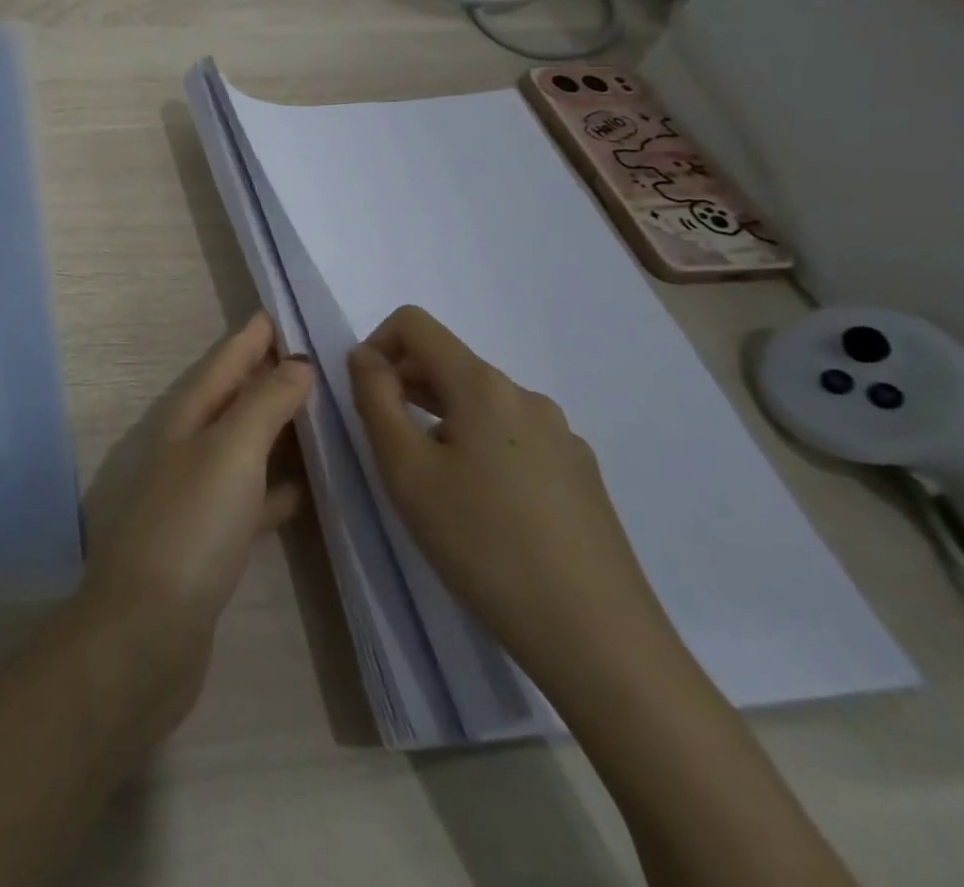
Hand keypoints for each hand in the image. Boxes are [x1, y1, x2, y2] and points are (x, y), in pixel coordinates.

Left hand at [78, 313, 311, 709]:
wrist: (148, 631)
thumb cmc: (190, 528)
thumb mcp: (229, 453)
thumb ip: (263, 404)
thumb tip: (296, 361)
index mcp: (187, 420)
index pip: (223, 364)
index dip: (248, 338)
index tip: (275, 312)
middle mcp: (189, 449)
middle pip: (232, 401)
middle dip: (264, 375)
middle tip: (310, 357)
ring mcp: (200, 496)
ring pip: (244, 447)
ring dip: (275, 428)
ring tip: (319, 413)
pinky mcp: (214, 542)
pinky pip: (253, 498)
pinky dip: (278, 487)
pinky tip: (305, 490)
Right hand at [347, 307, 677, 691]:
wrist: (598, 641)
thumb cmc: (483, 545)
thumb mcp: (405, 470)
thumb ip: (375, 398)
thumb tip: (364, 355)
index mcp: (483, 385)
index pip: (415, 323)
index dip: (377, 345)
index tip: (366, 398)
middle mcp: (526, 396)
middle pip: (449, 363)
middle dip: (406, 387)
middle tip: (389, 448)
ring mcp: (561, 436)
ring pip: (480, 403)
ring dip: (441, 421)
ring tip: (433, 485)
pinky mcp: (581, 475)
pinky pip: (512, 438)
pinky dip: (479, 449)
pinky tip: (483, 510)